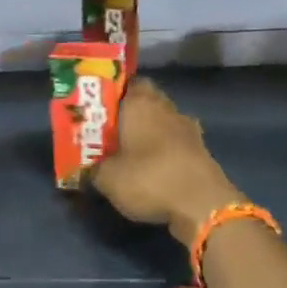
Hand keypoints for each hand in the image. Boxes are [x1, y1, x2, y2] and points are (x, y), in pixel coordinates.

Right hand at [91, 79, 241, 246]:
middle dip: (129, 114)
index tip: (98, 108)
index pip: (128, 82)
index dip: (113, 93)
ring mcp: (188, 129)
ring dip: (149, 134)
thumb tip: (84, 170)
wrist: (202, 206)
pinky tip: (152, 169)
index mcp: (141, 102)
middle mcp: (167, 108)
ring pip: (163, 123)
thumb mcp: (107, 178)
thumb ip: (92, 169)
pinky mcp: (201, 151)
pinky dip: (165, 152)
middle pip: (146, 102)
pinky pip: (176, 144)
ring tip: (129, 152)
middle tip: (109, 132)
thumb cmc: (148, 178)